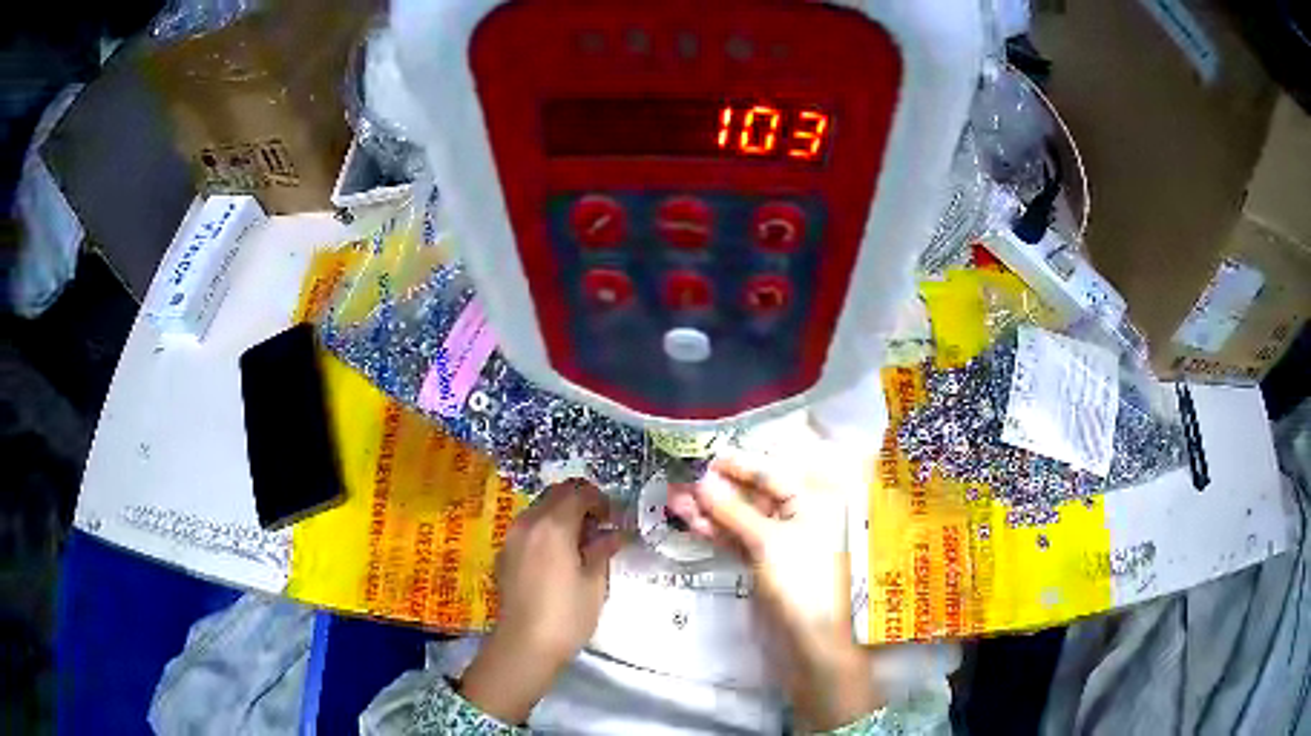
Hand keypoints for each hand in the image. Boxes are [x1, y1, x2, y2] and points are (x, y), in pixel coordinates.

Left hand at [461, 480, 623, 723]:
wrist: (524, 645)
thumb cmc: (566, 615)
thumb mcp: (595, 583)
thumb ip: (602, 550)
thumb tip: (613, 534)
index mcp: (553, 525)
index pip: (579, 492)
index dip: (600, 500)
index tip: (613, 519)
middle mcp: (528, 522)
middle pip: (556, 494)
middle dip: (580, 502)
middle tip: (600, 527)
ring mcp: (512, 537)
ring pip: (540, 509)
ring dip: (562, 515)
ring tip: (581, 544)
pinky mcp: (504, 554)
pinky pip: (528, 528)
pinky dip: (546, 530)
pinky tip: (558, 557)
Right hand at [669, 453, 881, 730]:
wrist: (810, 639)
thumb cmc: (801, 581)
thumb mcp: (767, 541)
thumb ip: (733, 509)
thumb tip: (702, 480)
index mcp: (813, 500)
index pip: (771, 472)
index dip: (736, 465)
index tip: (702, 457)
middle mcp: (799, 514)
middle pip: (754, 494)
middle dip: (717, 489)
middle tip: (680, 480)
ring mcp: (781, 540)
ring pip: (742, 517)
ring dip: (710, 510)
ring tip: (674, 500)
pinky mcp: (765, 561)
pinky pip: (739, 538)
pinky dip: (717, 531)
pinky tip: (691, 522)